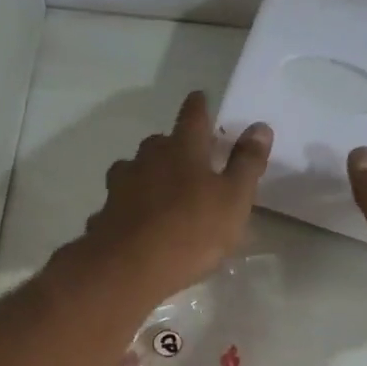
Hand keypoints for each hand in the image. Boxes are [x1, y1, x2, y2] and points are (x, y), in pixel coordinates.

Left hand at [76, 91, 271, 300]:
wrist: (132, 266)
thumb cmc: (192, 230)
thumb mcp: (234, 200)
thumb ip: (246, 164)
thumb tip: (260, 127)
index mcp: (183, 149)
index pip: (193, 116)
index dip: (199, 106)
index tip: (200, 98)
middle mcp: (148, 157)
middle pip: (160, 142)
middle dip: (173, 146)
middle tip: (187, 159)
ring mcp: (122, 184)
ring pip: (136, 169)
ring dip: (148, 175)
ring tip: (159, 191)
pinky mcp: (106, 212)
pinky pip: (121, 202)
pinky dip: (130, 206)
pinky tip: (136, 221)